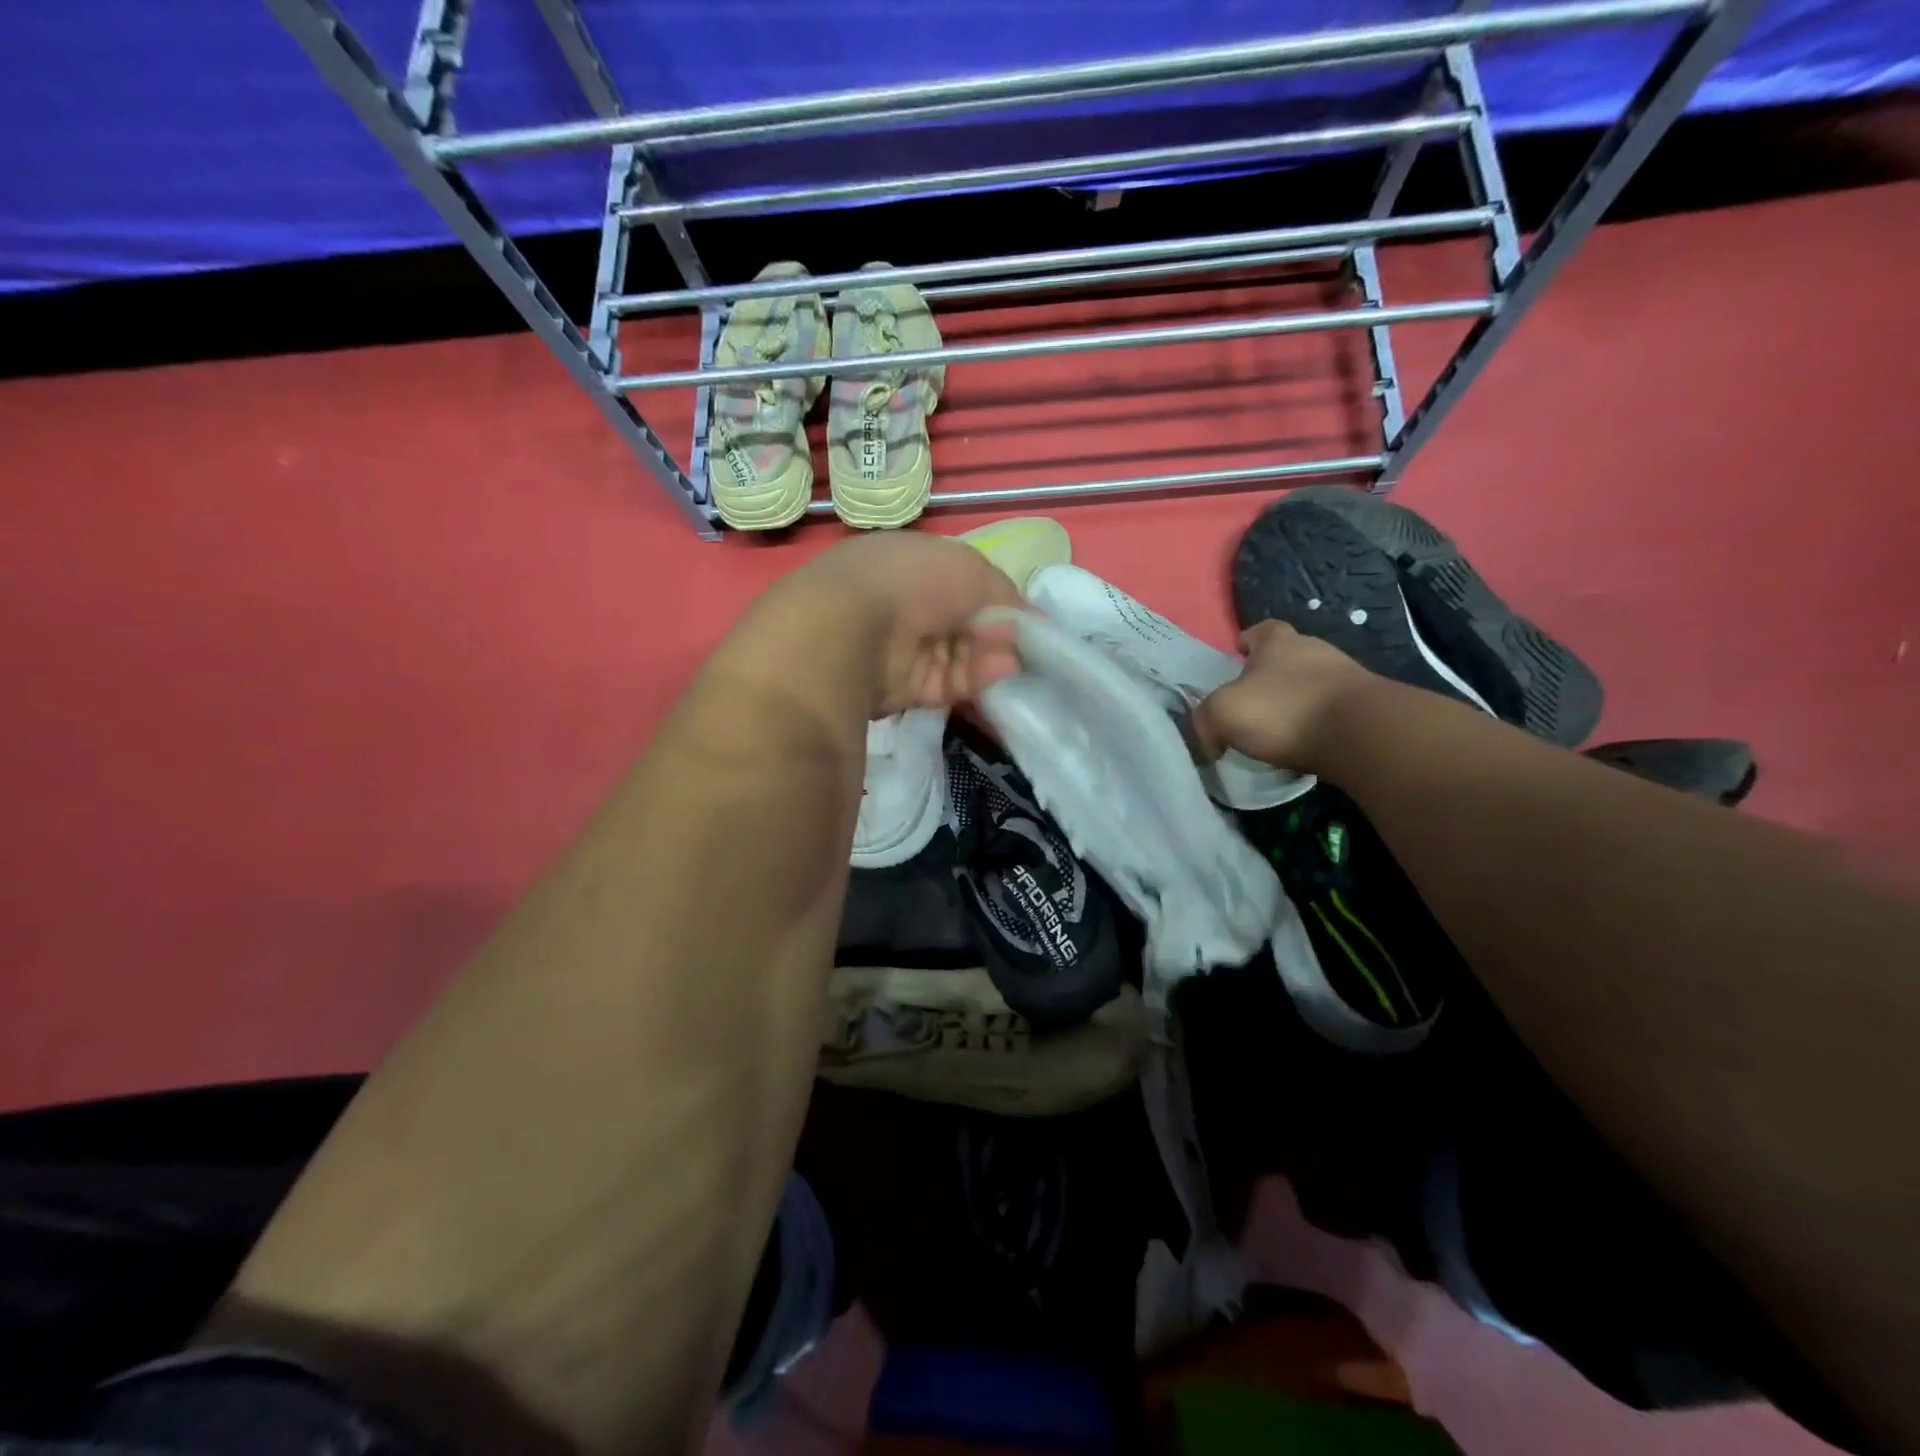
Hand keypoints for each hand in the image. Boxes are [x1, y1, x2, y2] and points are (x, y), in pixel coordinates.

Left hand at [789, 532, 1023, 715]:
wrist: (850, 631)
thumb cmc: (913, 582)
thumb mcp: (973, 570)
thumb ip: (1005, 596)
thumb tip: (1028, 623)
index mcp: (909, 562)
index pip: (962, 582)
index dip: (997, 599)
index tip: (1028, 618)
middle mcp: (902, 602)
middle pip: (962, 622)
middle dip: (997, 633)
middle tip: (1026, 644)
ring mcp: (898, 647)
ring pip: (958, 655)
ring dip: (990, 658)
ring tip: (1016, 661)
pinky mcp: (898, 687)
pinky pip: (947, 683)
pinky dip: (974, 680)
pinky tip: (1000, 675)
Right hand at [1191, 619, 1380, 769]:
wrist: (1360, 733)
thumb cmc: (1284, 710)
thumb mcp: (1223, 713)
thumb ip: (1205, 721)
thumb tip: (1211, 740)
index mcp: (1278, 643)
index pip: (1262, 630)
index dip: (1249, 639)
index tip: (1239, 652)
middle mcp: (1315, 651)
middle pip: (1290, 655)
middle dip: (1272, 672)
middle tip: (1254, 697)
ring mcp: (1346, 677)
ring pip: (1313, 683)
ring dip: (1297, 700)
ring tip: (1280, 726)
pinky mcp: (1366, 707)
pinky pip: (1333, 710)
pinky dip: (1318, 723)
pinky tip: (1306, 743)